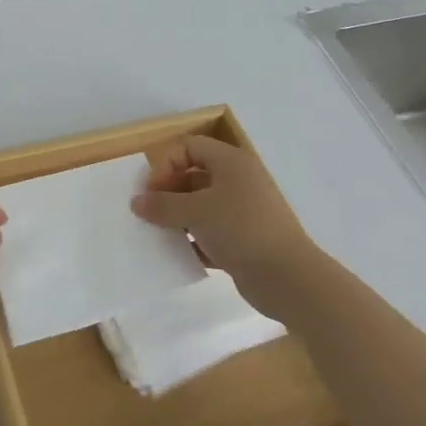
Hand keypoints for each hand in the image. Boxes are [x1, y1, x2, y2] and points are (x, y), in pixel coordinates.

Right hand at [132, 136, 318, 312]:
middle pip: (194, 176)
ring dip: (179, 218)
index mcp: (231, 162)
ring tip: (161, 235)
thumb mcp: (195, 212)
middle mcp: (239, 181)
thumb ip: (162, 205)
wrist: (289, 279)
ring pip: (202, 206)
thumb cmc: (240, 229)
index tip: (151, 191)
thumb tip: (136, 202)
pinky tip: (182, 254)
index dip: (166, 164)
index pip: (189, 147)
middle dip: (168, 193)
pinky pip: (212, 232)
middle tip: (150, 213)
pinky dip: (196, 240)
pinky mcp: (246, 239)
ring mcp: (244, 211)